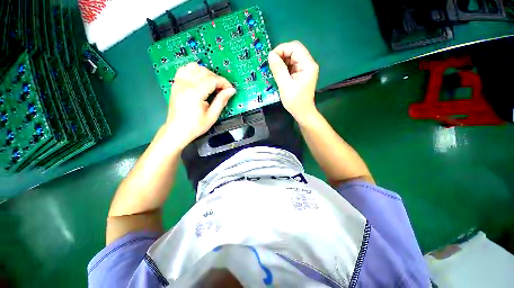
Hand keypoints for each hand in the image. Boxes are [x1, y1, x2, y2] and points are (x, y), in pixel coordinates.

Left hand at [164, 63, 235, 148]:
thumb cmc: (195, 126)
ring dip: (206, 73)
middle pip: (205, 72)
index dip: (224, 83)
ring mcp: (179, 83)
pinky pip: (185, 69)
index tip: (230, 89)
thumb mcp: (212, 116)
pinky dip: (194, 70)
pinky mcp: (176, 84)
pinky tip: (200, 79)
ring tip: (212, 84)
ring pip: (195, 67)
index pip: (213, 79)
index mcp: (195, 93)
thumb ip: (221, 101)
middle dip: (217, 78)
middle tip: (223, 89)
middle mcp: (185, 84)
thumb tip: (231, 90)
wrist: (177, 131)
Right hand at [268, 41, 318, 120]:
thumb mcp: (285, 85)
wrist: (302, 112)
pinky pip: (291, 65)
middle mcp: (308, 64)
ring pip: (292, 58)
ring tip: (274, 70)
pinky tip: (278, 73)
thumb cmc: (295, 101)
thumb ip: (278, 69)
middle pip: (294, 51)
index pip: (295, 47)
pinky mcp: (301, 74)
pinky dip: (284, 67)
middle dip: (281, 55)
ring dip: (282, 61)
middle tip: (271, 65)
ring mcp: (305, 69)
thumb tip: (271, 55)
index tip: (271, 58)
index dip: (282, 49)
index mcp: (307, 65)